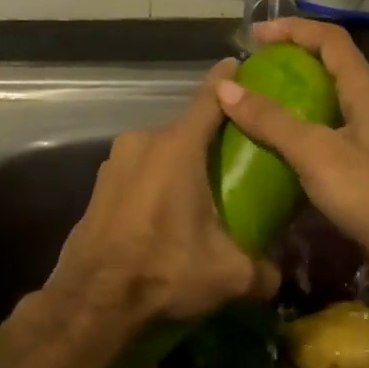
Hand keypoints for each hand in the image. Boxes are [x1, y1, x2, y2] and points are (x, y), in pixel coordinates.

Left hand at [43, 62, 280, 334]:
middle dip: (209, 140)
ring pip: (159, 152)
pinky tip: (166, 215)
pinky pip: (138, 173)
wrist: (92, 302)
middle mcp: (143, 143)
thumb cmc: (164, 271)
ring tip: (201, 193)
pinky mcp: (99, 187)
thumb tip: (276, 276)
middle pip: (186, 129)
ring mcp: (115, 163)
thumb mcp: (229, 275)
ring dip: (179, 165)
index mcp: (177, 148)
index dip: (229, 80)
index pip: (210, 99)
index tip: (241, 64)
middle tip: (235, 159)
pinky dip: (155, 183)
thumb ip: (264, 271)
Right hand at [215, 19, 368, 279]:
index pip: (330, 39)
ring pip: (330, 97)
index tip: (255, 35)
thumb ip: (271, 119)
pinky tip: (278, 140)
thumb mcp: (314, 152)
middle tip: (253, 67)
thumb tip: (225, 87)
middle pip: (331, 64)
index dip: (293, 29)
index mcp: (366, 90)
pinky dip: (302, 122)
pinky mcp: (367, 161)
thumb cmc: (367, 192)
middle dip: (292, 57)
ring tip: (258, 99)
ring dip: (296, 91)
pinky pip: (329, 126)